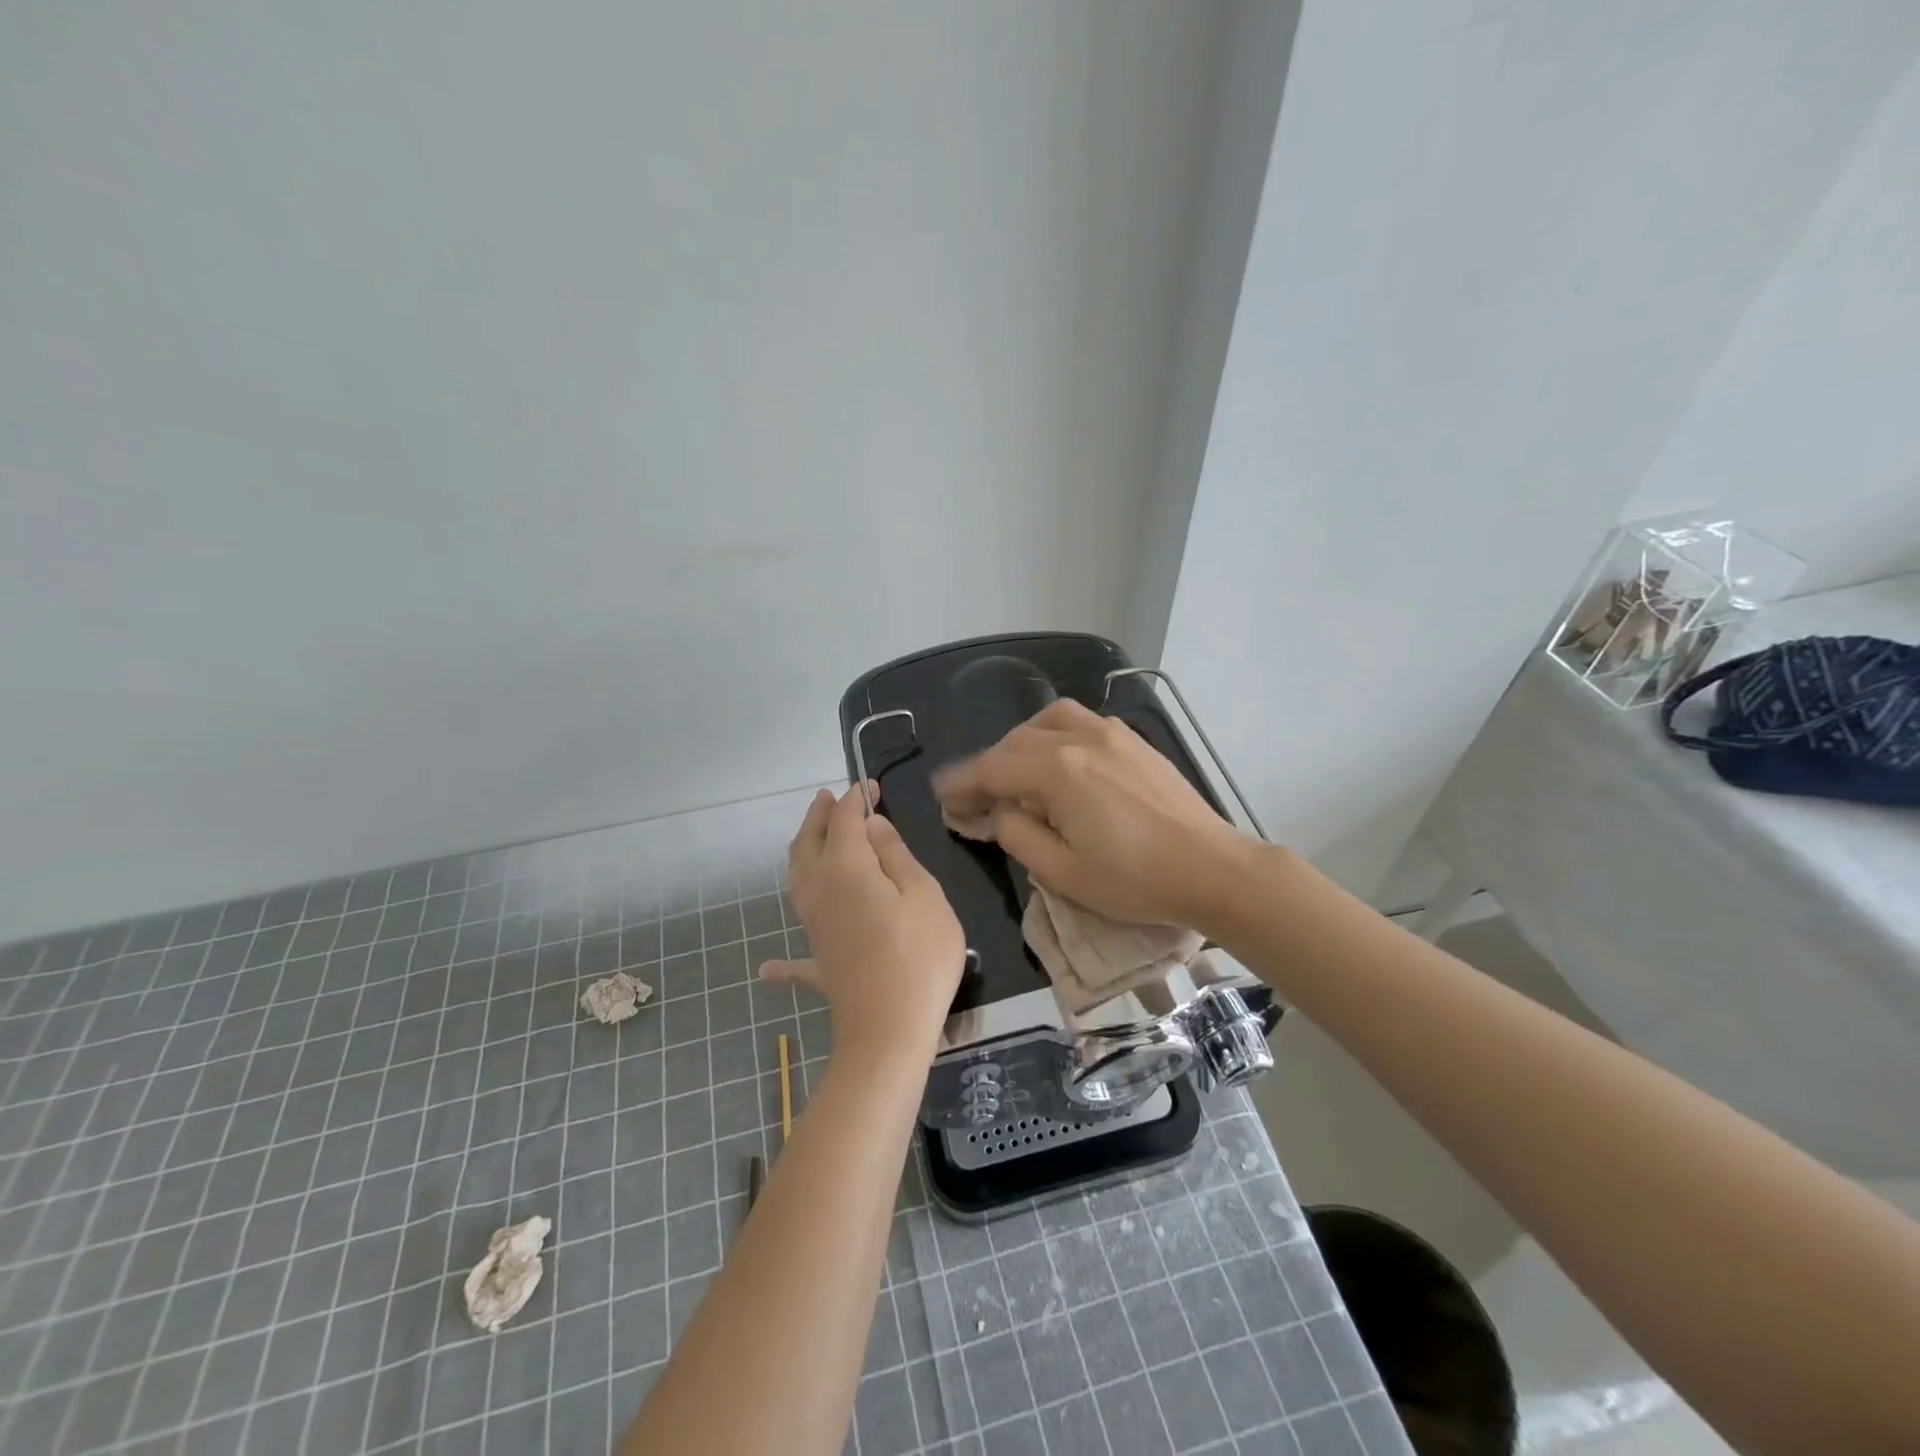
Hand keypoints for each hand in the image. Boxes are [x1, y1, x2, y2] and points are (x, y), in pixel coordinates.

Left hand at [760, 784, 966, 1065]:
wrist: (888, 1030)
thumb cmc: (918, 955)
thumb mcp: (923, 894)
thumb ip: (896, 856)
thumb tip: (872, 827)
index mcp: (846, 867)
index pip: (846, 820)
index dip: (856, 799)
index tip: (870, 786)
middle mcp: (819, 889)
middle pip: (809, 843)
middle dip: (819, 817)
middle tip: (828, 798)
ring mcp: (812, 926)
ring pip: (796, 881)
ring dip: (802, 853)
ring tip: (812, 840)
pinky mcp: (817, 960)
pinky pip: (794, 957)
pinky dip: (781, 961)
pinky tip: (767, 968)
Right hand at [933, 698, 1257, 930]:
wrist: (1213, 869)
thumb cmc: (1135, 880)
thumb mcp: (1062, 871)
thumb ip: (1017, 834)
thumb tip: (997, 813)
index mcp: (1058, 771)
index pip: (992, 769)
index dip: (962, 784)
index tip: (941, 796)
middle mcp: (1080, 738)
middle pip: (1016, 742)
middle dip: (988, 767)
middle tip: (975, 799)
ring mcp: (1111, 734)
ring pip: (1048, 720)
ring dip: (1021, 743)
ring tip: (1014, 773)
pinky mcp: (1134, 741)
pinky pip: (1080, 722)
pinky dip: (1054, 736)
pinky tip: (1058, 763)